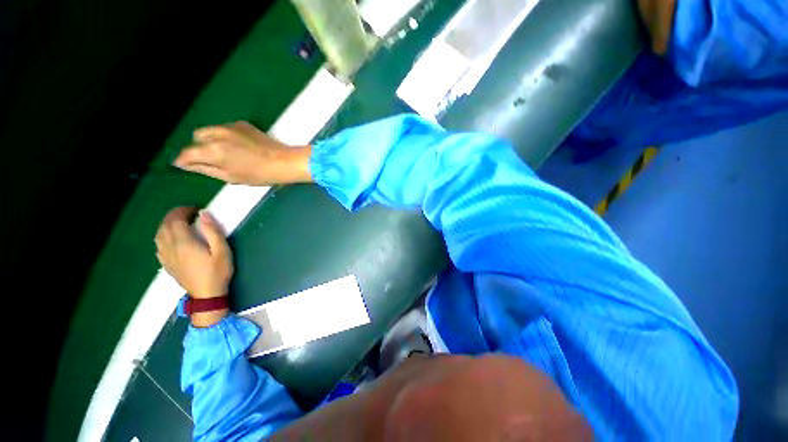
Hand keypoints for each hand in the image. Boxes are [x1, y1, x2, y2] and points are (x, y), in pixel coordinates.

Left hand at [155, 207, 232, 298]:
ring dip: (166, 225)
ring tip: (179, 223)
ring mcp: (166, 257)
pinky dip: (163, 236)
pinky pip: (158, 245)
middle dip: (173, 216)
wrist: (207, 295)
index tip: (195, 209)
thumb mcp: (222, 251)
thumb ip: (213, 232)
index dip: (183, 211)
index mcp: (184, 243)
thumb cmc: (218, 271)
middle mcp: (170, 248)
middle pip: (164, 226)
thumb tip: (204, 214)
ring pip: (158, 235)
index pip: (176, 221)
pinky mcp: (167, 264)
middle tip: (188, 213)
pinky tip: (171, 238)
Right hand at [174, 121, 312, 185]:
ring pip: (210, 131)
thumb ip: (206, 169)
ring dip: (210, 140)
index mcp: (212, 150)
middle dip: (198, 148)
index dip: (183, 160)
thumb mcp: (230, 177)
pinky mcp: (242, 124)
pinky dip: (225, 136)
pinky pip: (225, 128)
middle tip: (211, 160)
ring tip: (226, 153)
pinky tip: (239, 146)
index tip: (185, 165)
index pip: (187, 153)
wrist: (284, 161)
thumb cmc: (259, 174)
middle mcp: (217, 133)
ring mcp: (230, 126)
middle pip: (196, 138)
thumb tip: (187, 165)